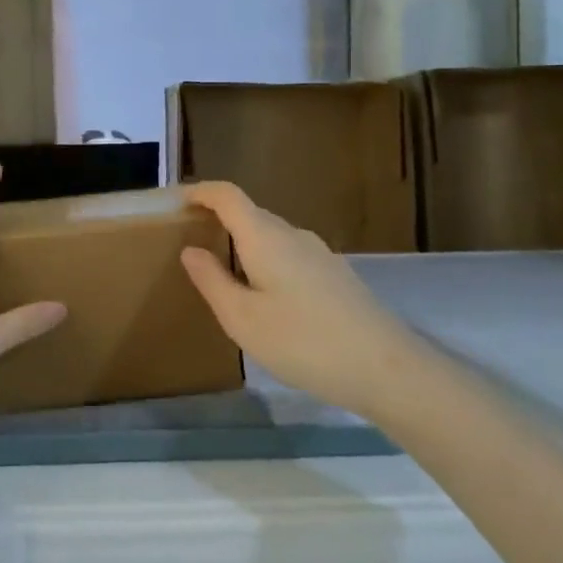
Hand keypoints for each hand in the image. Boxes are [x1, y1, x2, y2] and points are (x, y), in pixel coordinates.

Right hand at [179, 181, 412, 419]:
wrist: (388, 370)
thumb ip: (212, 281)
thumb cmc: (304, 342)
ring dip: (242, 244)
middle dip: (217, 220)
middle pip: (250, 214)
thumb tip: (190, 250)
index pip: (228, 196)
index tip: (175, 202)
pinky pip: (289, 256)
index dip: (200, 192)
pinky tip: (264, 298)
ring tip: (223, 275)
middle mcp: (293, 235)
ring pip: (271, 237)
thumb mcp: (243, 319)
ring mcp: (320, 255)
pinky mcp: (336, 276)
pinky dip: (265, 262)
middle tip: (189, 243)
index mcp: (265, 237)